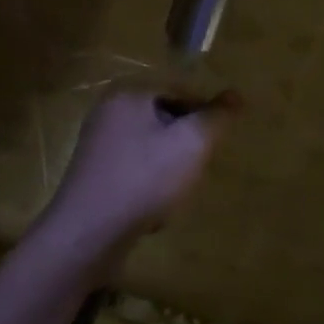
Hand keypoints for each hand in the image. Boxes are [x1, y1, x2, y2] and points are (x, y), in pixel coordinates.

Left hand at [37, 90, 236, 264]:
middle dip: (184, 144)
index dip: (203, 115)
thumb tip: (236, 95)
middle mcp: (108, 110)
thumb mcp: (191, 145)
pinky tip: (153, 208)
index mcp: (128, 93)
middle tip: (195, 170)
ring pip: (150, 146)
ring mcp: (97, 142)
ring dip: (168, 167)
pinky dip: (148, 183)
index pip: (179, 90)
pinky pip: (133, 168)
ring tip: (175, 192)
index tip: (214, 144)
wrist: (87, 233)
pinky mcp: (93, 173)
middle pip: (164, 118)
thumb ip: (215, 118)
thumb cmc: (143, 179)